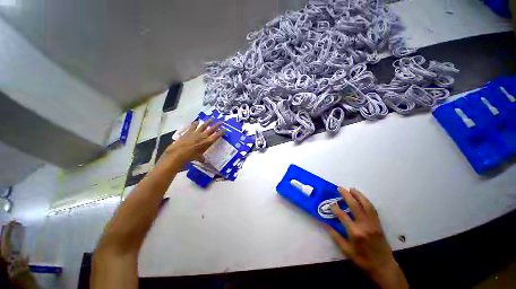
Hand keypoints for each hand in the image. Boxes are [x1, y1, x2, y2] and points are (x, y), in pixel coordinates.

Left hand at [164, 118, 223, 162]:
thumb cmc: (190, 157)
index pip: (216, 136)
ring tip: (211, 119)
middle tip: (221, 122)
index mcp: (207, 143)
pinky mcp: (189, 132)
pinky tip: (197, 121)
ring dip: (208, 122)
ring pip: (203, 126)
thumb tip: (203, 160)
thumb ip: (201, 157)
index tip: (224, 129)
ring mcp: (196, 133)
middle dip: (217, 125)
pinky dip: (195, 123)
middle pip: (212, 129)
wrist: (178, 153)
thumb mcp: (198, 158)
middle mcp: (203, 136)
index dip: (221, 132)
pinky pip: (193, 126)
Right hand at [328, 188, 408, 288]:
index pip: (342, 216)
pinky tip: (362, 198)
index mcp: (355, 233)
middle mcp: (365, 225)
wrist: (383, 266)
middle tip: (340, 188)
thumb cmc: (363, 260)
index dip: (335, 208)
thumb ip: (335, 236)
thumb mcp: (346, 251)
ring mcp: (373, 223)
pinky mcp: (379, 224)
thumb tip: (325, 224)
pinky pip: (373, 209)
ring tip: (351, 189)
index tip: (331, 203)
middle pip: (355, 206)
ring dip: (358, 195)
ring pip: (366, 205)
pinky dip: (366, 201)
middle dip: (346, 195)